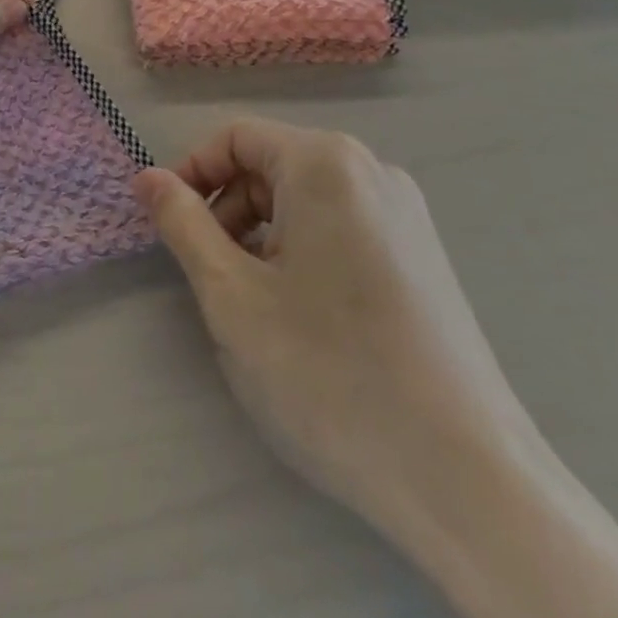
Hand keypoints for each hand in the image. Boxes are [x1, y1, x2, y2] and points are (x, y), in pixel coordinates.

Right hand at [131, 119, 541, 548]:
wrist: (469, 480)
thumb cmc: (331, 373)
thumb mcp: (233, 296)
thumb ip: (183, 224)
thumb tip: (148, 178)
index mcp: (325, 164)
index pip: (235, 138)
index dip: (191, 174)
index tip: (167, 225)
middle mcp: (371, 171)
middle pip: (272, 165)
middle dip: (229, 210)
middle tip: (213, 277)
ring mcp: (406, 214)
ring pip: (305, 200)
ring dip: (263, 236)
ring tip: (259, 305)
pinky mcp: (422, 255)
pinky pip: (342, 227)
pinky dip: (304, 252)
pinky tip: (306, 318)